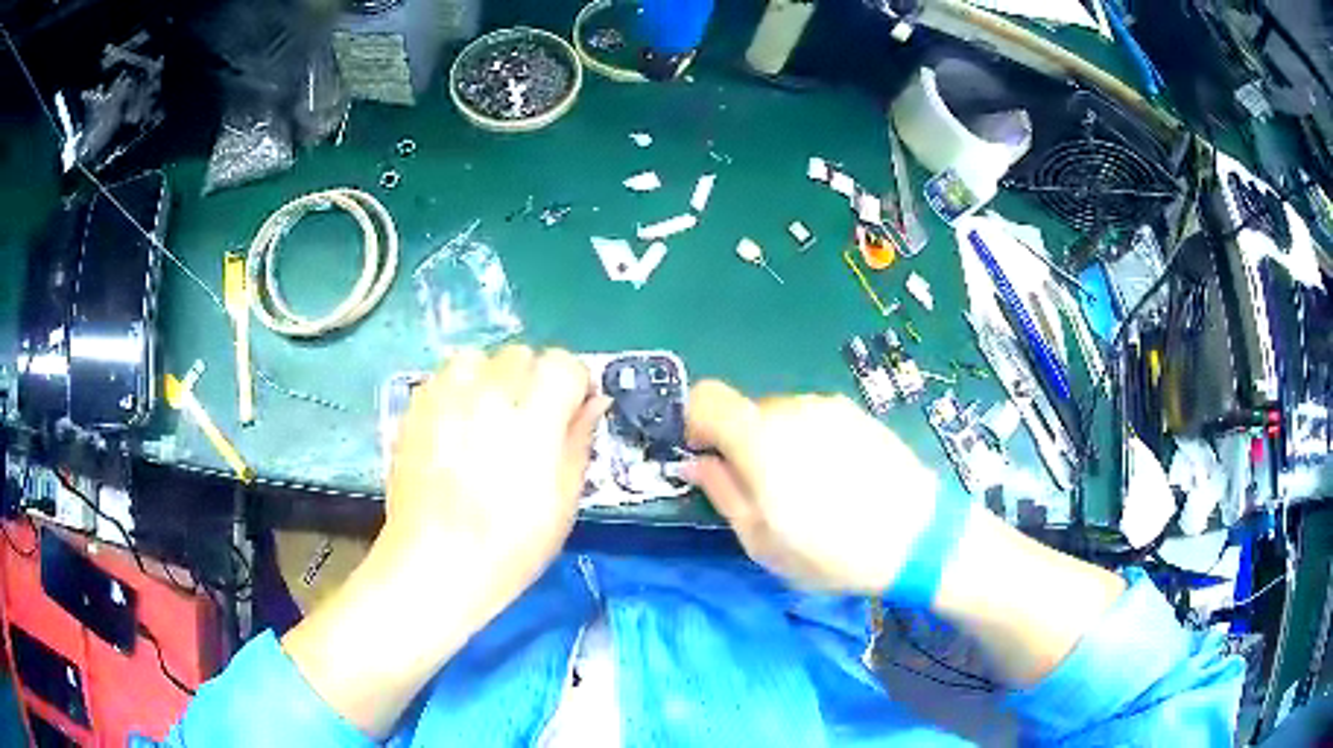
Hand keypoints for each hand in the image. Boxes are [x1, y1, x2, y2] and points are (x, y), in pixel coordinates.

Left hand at [380, 346, 608, 617]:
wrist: (435, 565)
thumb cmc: (511, 547)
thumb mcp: (563, 504)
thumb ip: (579, 442)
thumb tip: (594, 402)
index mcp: (534, 423)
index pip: (562, 364)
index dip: (572, 383)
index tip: (570, 410)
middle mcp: (489, 399)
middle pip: (520, 354)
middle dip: (531, 379)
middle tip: (528, 419)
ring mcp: (445, 401)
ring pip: (477, 358)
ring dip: (489, 378)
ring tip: (487, 415)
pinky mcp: (415, 411)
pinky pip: (442, 377)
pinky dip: (456, 390)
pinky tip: (456, 425)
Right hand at [684, 380, 939, 593]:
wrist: (917, 537)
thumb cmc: (830, 550)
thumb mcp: (762, 540)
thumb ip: (722, 492)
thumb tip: (695, 462)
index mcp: (759, 438)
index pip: (706, 397)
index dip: (696, 422)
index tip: (706, 457)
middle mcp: (792, 409)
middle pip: (746, 412)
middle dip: (743, 445)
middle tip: (764, 492)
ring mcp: (829, 408)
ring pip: (783, 416)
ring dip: (780, 444)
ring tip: (810, 490)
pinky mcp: (858, 415)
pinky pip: (816, 420)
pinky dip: (811, 441)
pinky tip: (838, 478)